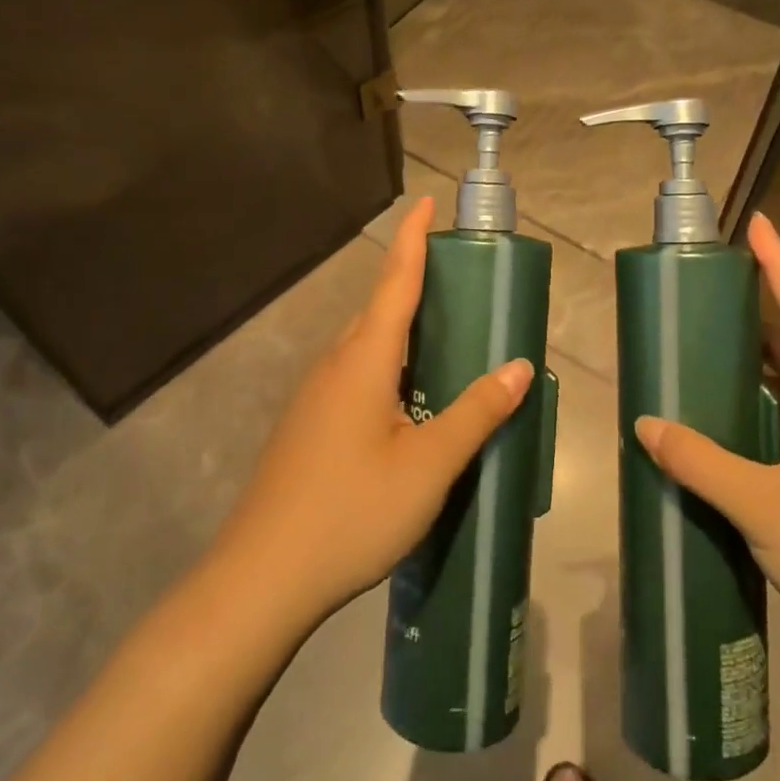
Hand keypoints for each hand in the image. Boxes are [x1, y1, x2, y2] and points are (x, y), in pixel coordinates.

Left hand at [215, 199, 532, 630]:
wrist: (261, 579)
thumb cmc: (350, 512)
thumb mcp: (428, 465)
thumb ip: (475, 413)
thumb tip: (519, 366)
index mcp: (363, 360)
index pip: (395, 281)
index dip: (414, 238)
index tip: (428, 201)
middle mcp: (335, 365)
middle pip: (379, 310)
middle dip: (416, 283)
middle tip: (463, 281)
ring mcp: (315, 397)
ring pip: (367, 348)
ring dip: (403, 331)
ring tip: (447, 339)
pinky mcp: (308, 427)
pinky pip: (356, 377)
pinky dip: (390, 368)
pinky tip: (410, 402)